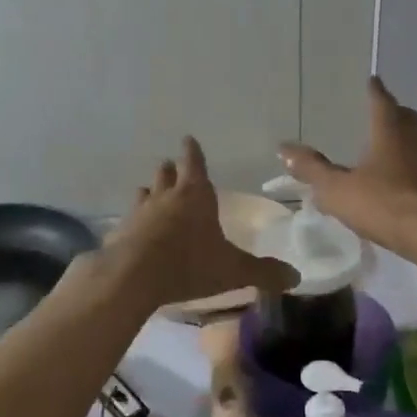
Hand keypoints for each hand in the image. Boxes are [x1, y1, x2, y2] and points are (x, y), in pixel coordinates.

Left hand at [103, 138, 298, 308]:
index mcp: (195, 195)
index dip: (193, 152)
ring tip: (150, 193)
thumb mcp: (233, 270)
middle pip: (166, 175)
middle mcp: (165, 197)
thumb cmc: (189, 264)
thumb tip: (296, 277)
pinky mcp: (119, 233)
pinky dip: (134, 222)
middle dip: (171, 170)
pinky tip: (133, 231)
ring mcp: (139, 213)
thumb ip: (264, 272)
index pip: (194, 164)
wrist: (132, 277)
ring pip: (144, 194)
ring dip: (150, 192)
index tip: (188, 139)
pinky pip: (128, 221)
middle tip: (171, 165)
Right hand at [280, 77, 416, 266]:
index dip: (374, 91)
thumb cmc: (387, 207)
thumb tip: (284, 148)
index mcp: (390, 132)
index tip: (372, 81)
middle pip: (405, 117)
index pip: (381, 101)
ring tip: (389, 149)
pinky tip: (406, 183)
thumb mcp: (339, 191)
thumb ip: (312, 170)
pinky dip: (414, 167)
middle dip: (392, 112)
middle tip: (380, 112)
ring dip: (404, 141)